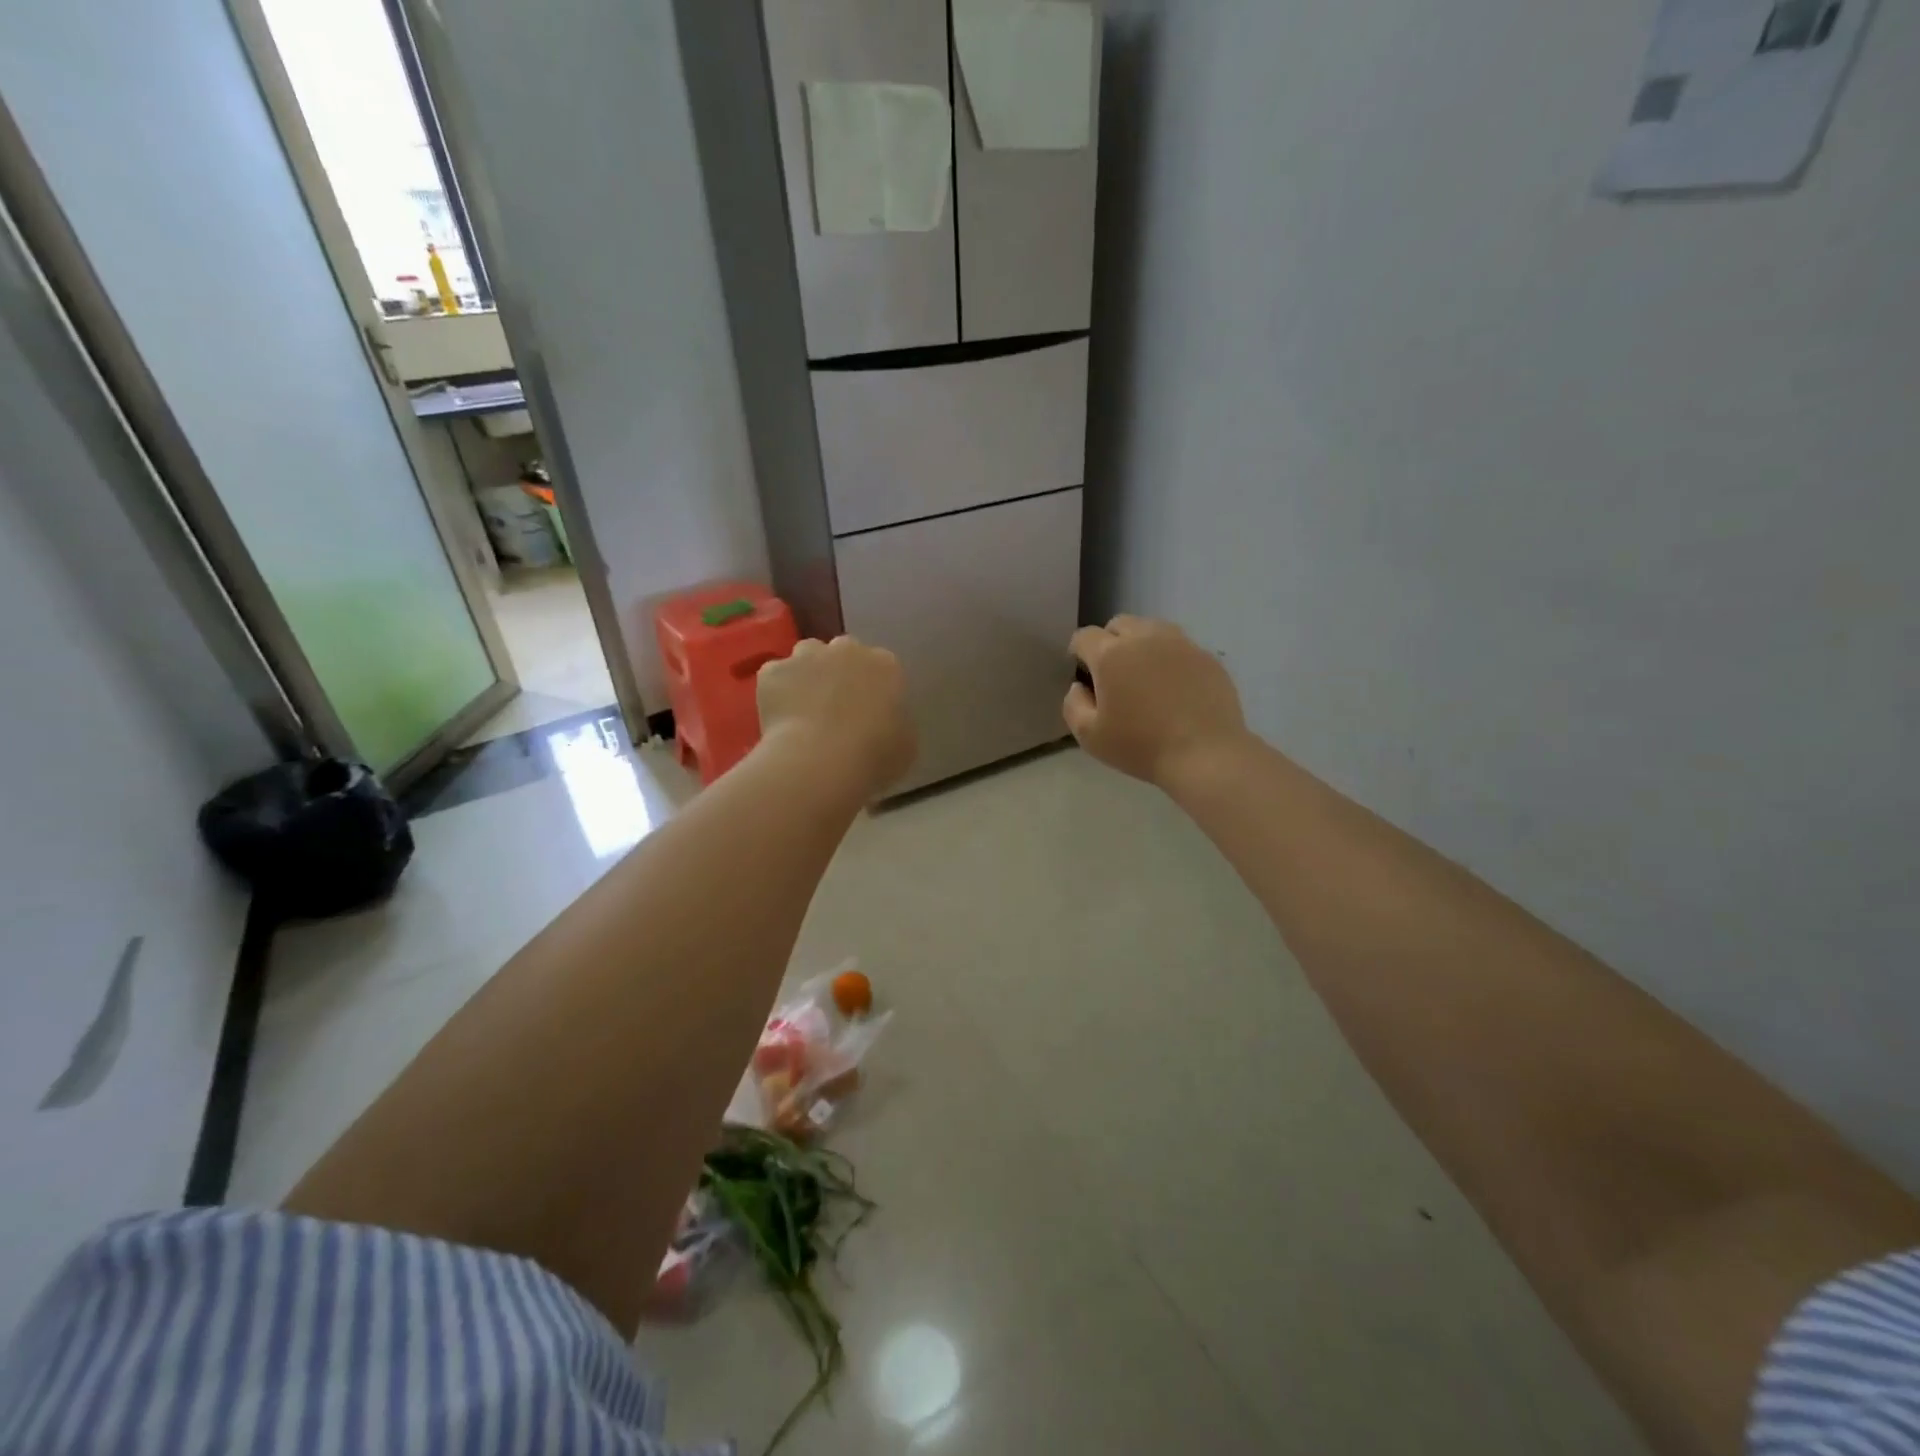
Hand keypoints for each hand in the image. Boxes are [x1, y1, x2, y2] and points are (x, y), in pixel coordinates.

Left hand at [758, 636, 915, 796]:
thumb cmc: (874, 756)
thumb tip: (887, 725)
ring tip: (804, 708)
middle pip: (843, 652)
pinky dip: (777, 692)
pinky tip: (780, 718)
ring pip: (806, 655)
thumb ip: (897, 724)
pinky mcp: (773, 671)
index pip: (881, 666)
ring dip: (807, 674)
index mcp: (886, 665)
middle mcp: (847, 649)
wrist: (821, 761)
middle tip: (836, 706)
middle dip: (840, 672)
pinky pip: (775, 676)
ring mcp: (806, 656)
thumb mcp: (905, 745)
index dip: (873, 687)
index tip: (868, 710)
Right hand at [1064, 616, 1249, 787]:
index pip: (1085, 636)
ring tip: (1144, 675)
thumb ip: (1073, 705)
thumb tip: (1078, 687)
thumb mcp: (1089, 736)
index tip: (1083, 673)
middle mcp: (1145, 638)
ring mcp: (1181, 644)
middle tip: (1113, 674)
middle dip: (1109, 641)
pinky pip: (1180, 646)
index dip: (1078, 652)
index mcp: (1111, 654)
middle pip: (1119, 624)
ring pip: (1152, 628)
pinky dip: (1170, 658)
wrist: (1205, 755)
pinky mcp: (1207, 657)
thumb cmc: (1141, 746)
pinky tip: (1175, 687)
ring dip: (1141, 644)